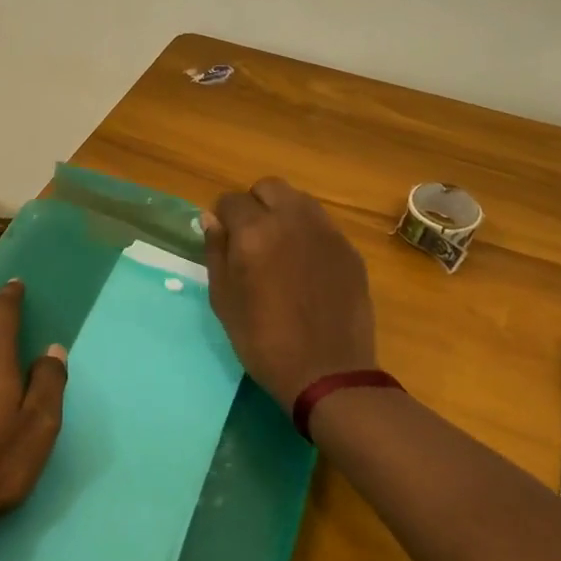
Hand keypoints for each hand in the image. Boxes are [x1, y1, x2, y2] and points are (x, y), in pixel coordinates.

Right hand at [203, 177, 377, 407]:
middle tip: (251, 239)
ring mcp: (327, 232)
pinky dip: (308, 234)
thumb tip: (211, 219)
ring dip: (283, 214)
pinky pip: (322, 225)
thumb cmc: (263, 341)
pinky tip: (306, 268)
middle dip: (255, 205)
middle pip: (269, 188)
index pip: (231, 201)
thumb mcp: (224, 300)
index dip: (223, 219)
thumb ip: (216, 252)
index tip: (224, 242)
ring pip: (299, 201)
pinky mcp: (349, 250)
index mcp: (255, 232)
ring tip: (279, 250)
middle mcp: (292, 220)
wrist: (327, 372)